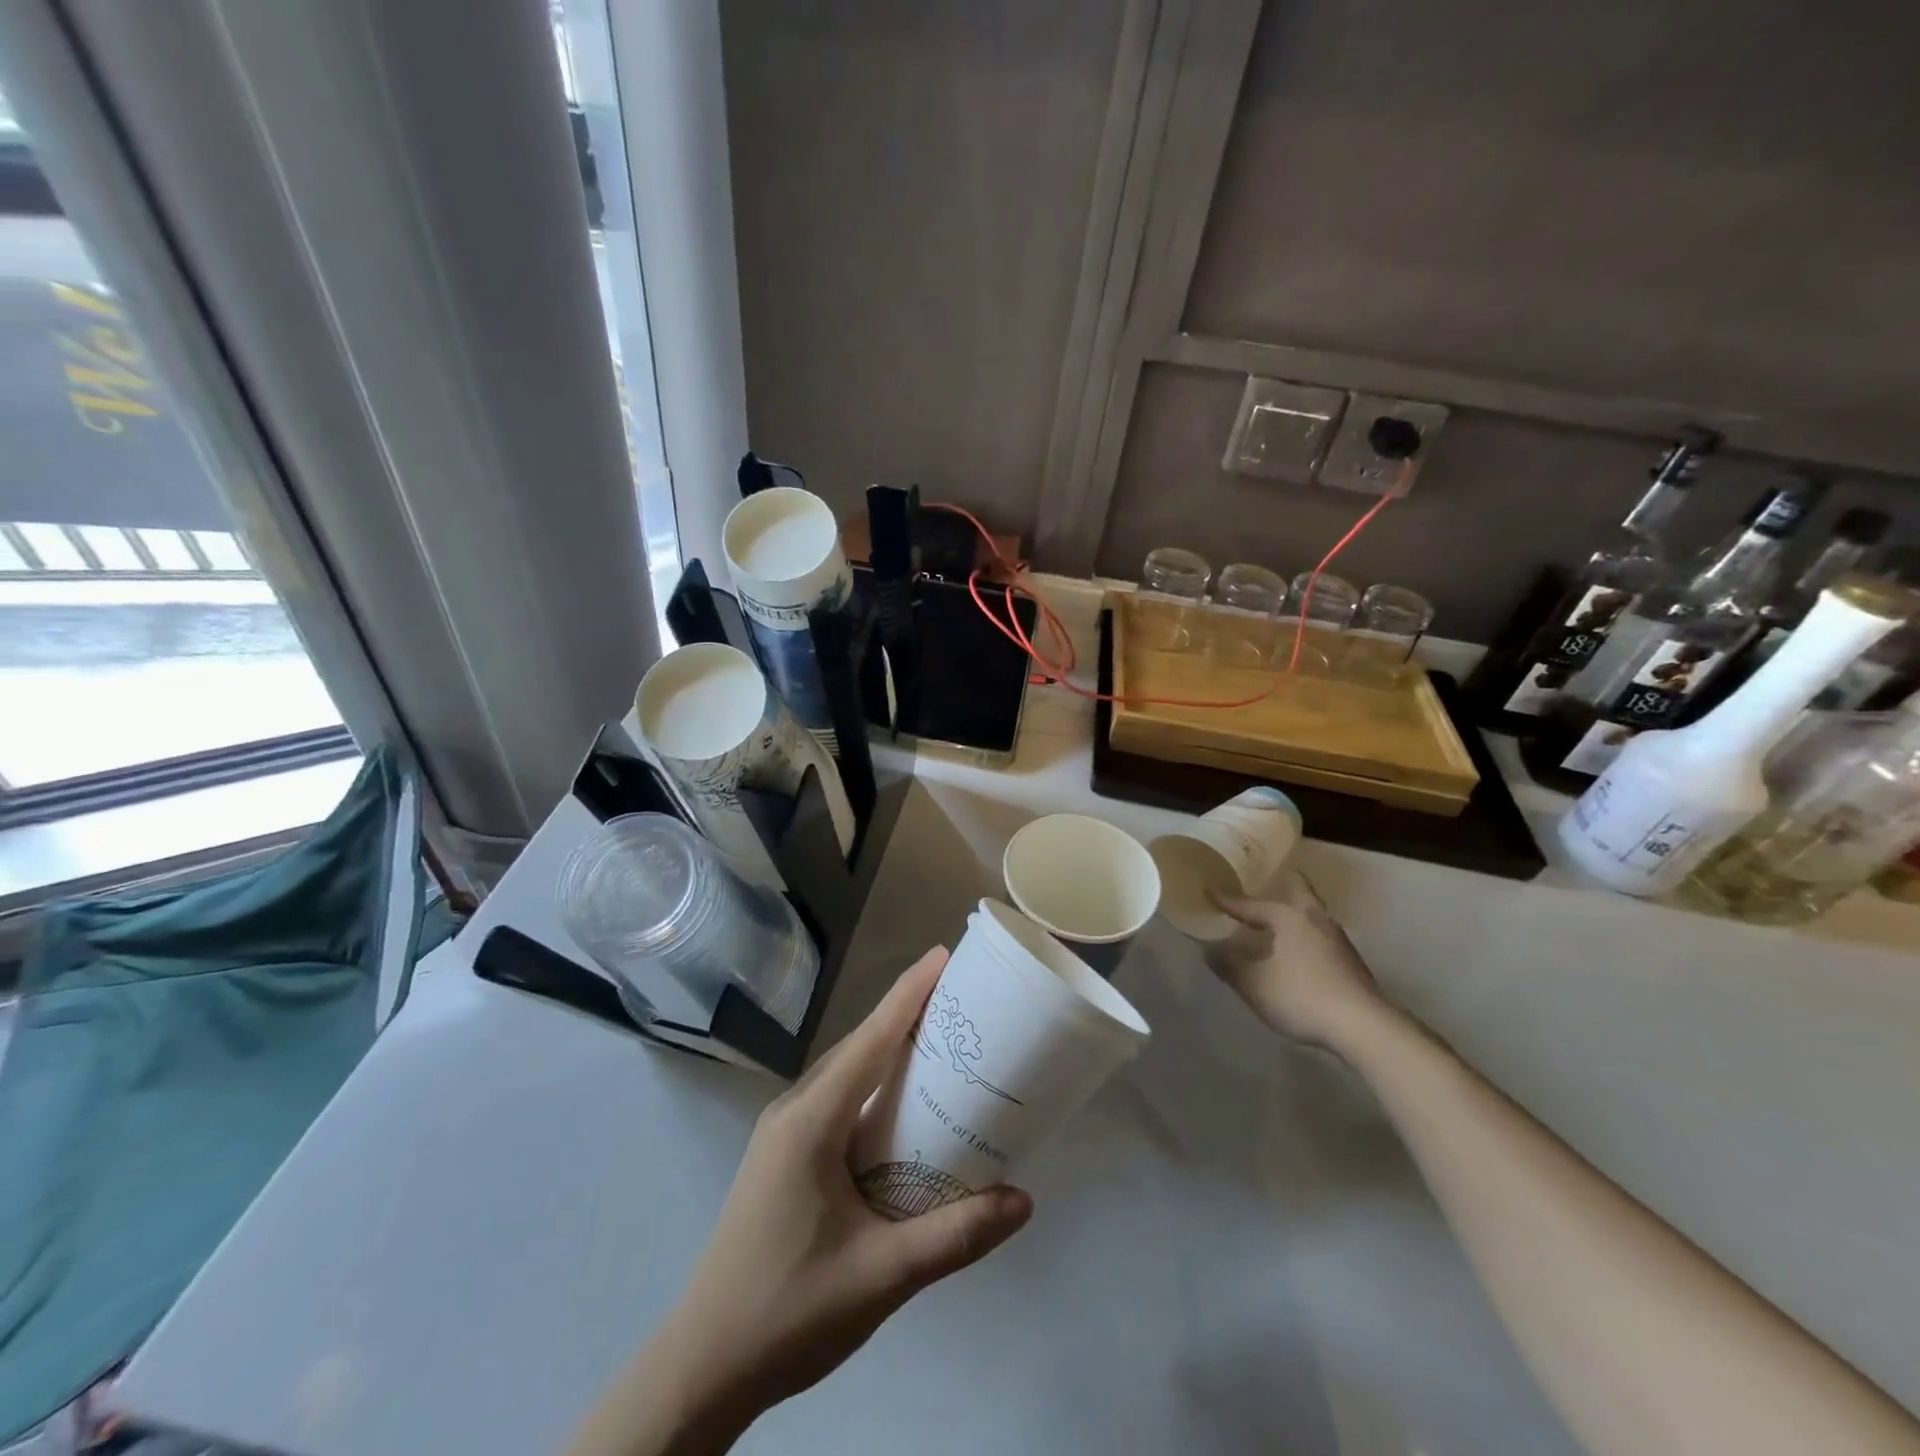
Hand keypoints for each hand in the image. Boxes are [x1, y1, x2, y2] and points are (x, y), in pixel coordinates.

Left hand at [580, 948, 1032, 1454]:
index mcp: (811, 1121)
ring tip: (939, 1041)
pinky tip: (900, 1107)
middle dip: (905, 1015)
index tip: (943, 955)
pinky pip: (836, 1098)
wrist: (703, 1367)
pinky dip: (872, 1084)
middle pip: (858, 1046)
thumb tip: (1023, 1200)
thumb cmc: (790, 1311)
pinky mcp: (782, 1155)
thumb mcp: (882, 1276)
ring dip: (887, 1049)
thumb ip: (955, 1236)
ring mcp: (782, 1132)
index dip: (908, 993)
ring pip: (845, 1072)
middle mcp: (793, 1111)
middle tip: (960, 1001)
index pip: (870, 1040)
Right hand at [1211, 869, 1387, 1049]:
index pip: (1251, 904)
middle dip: (1279, 883)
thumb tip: (1208, 949)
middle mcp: (1315, 918)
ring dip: (1292, 912)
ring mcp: (1338, 939)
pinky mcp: (1350, 961)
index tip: (1209, 889)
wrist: (1364, 1027)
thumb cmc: (1302, 996)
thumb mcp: (1254, 984)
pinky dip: (1303, 934)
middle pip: (1298, 888)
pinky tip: (1295, 951)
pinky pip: (1319, 935)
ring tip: (1274, 921)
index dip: (1227, 900)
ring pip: (1311, 913)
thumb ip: (1228, 965)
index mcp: (1288, 916)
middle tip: (1262, 882)